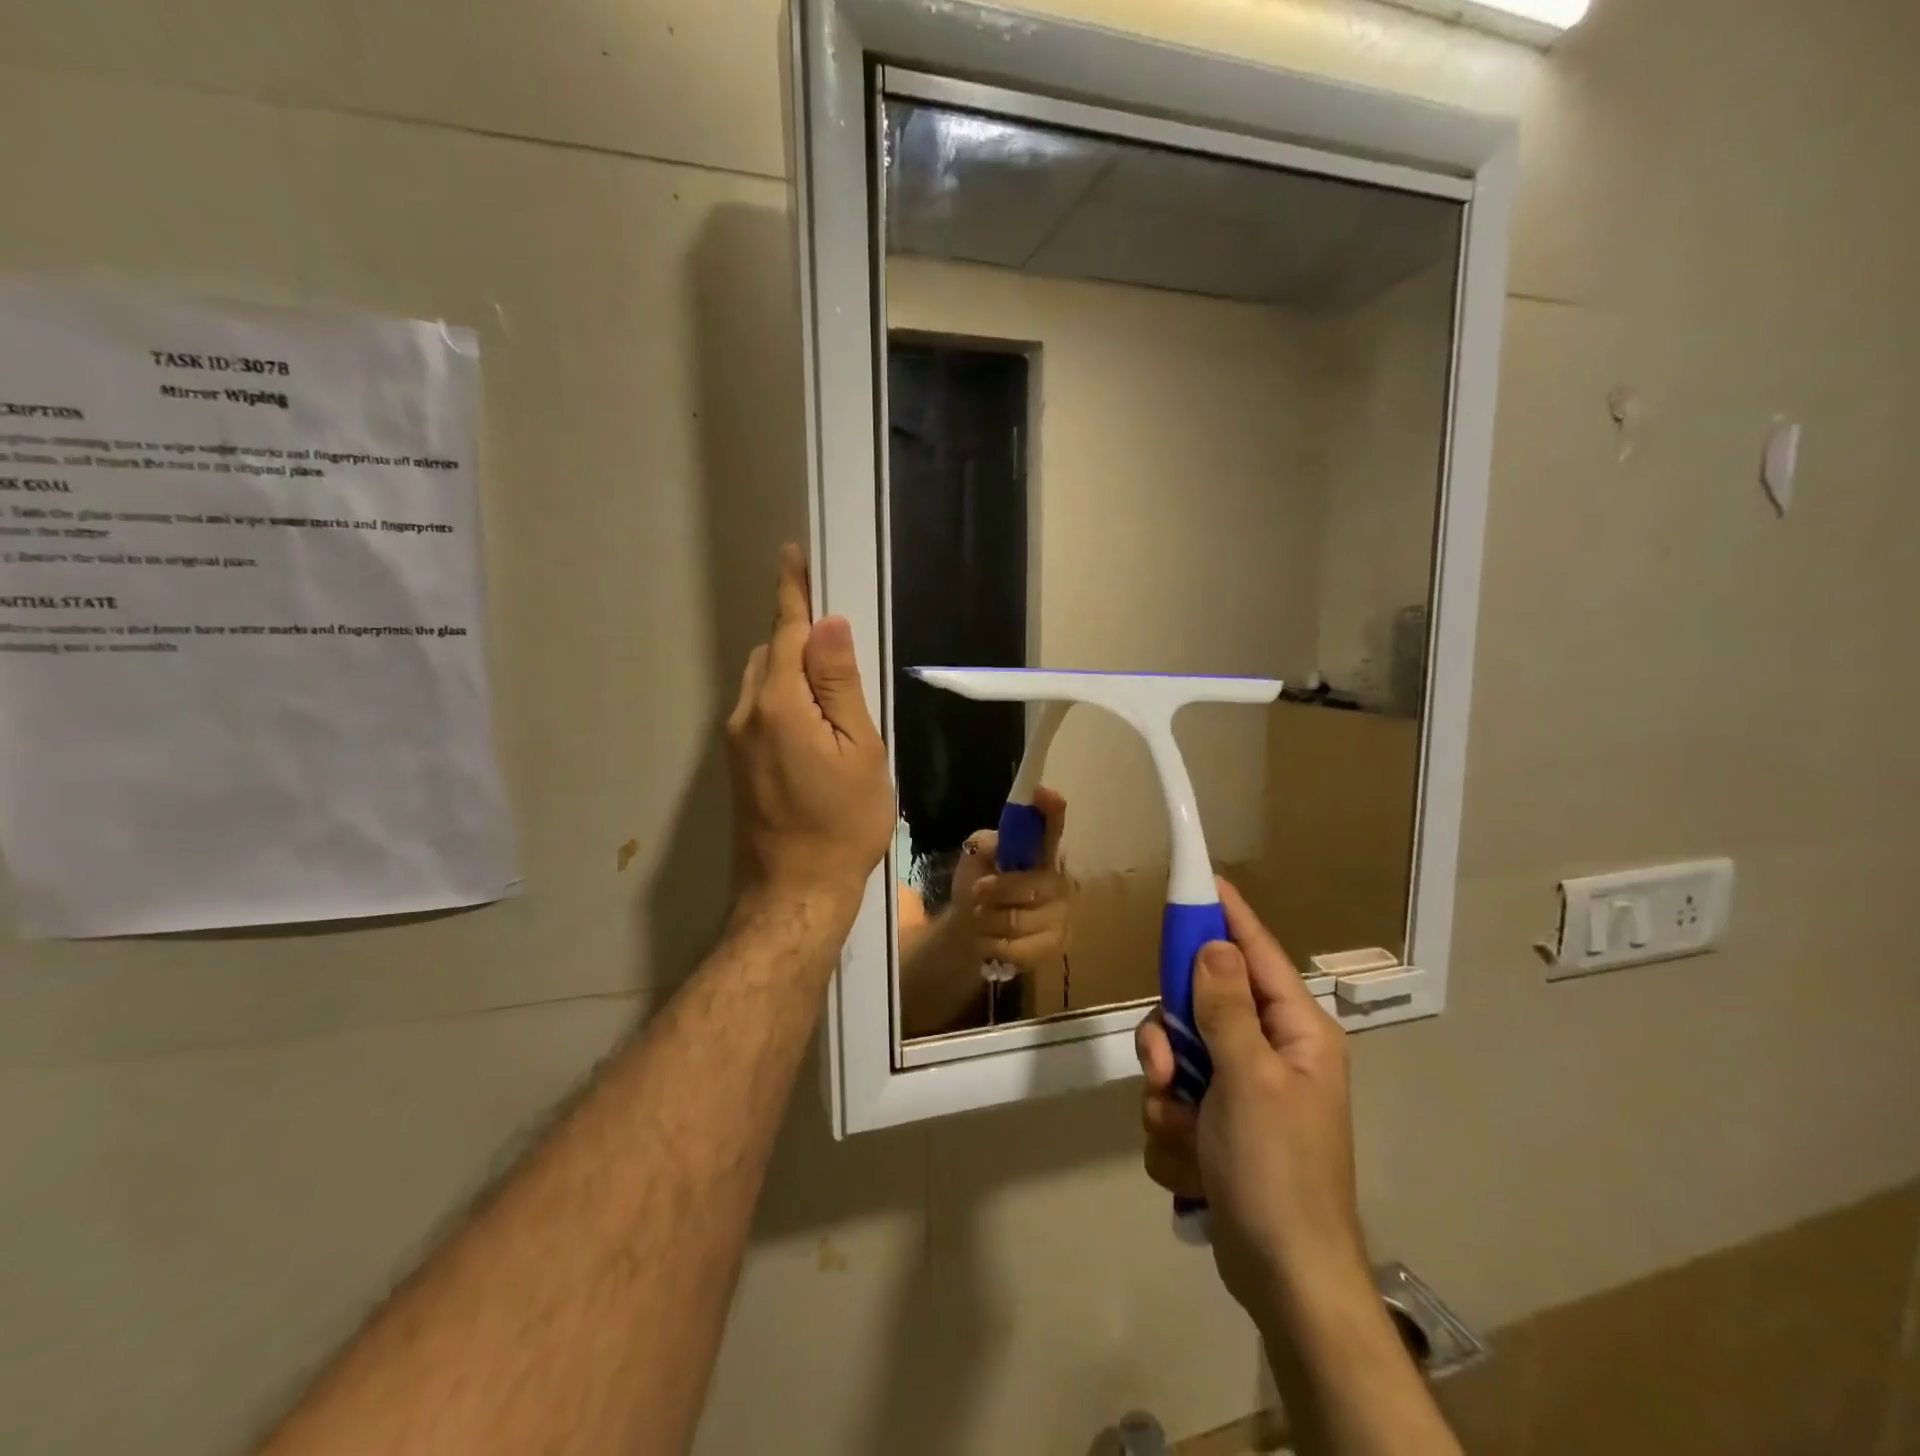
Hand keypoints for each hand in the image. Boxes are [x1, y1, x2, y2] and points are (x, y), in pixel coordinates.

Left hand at [726, 545, 893, 930]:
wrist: (795, 892)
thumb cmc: (842, 823)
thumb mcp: (859, 750)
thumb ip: (840, 685)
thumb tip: (828, 625)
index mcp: (779, 704)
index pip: (786, 632)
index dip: (793, 593)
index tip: (793, 556)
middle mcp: (746, 714)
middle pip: (770, 654)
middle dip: (797, 636)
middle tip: (839, 642)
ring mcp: (736, 741)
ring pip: (762, 682)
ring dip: (790, 668)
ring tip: (834, 687)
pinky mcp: (737, 764)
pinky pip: (759, 709)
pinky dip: (783, 696)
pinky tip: (813, 721)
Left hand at [949, 787, 1071, 968]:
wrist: (973, 931)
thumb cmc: (979, 886)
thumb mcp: (974, 859)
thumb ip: (985, 846)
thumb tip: (993, 845)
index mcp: (1039, 851)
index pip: (1052, 826)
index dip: (1051, 811)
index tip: (1044, 792)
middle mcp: (1058, 879)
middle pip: (1032, 883)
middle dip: (999, 889)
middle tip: (976, 892)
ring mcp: (1061, 913)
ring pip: (1020, 918)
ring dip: (989, 919)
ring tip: (980, 918)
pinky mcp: (1055, 945)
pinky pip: (1019, 947)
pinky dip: (994, 945)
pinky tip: (990, 941)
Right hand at [1135, 879, 1367, 1328]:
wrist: (1284, 1280)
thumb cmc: (1276, 1172)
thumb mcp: (1249, 1081)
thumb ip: (1226, 1007)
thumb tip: (1214, 944)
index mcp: (1296, 1032)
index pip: (1256, 953)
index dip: (1226, 915)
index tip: (1200, 880)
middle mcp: (1271, 1051)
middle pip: (1200, 1005)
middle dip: (1173, 1041)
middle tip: (1166, 1070)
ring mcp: (1244, 1090)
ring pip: (1178, 1056)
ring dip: (1167, 1095)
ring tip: (1182, 1133)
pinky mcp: (1219, 1125)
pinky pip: (1174, 1100)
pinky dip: (1172, 1131)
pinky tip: (1190, 1164)